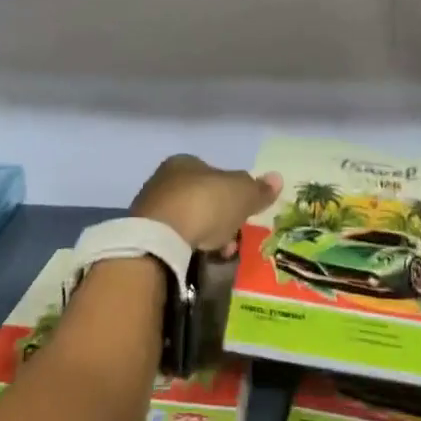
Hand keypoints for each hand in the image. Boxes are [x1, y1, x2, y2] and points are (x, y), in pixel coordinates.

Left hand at [131, 154, 280, 253]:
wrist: (159, 238)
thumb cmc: (203, 204)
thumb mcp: (241, 194)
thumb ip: (258, 189)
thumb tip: (277, 178)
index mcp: (185, 162)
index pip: (214, 174)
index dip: (232, 193)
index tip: (243, 215)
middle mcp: (165, 179)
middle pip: (201, 198)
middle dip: (220, 219)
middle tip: (233, 238)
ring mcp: (151, 206)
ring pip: (188, 220)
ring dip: (205, 235)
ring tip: (218, 253)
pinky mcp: (143, 234)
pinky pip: (173, 239)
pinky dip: (187, 247)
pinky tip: (197, 259)